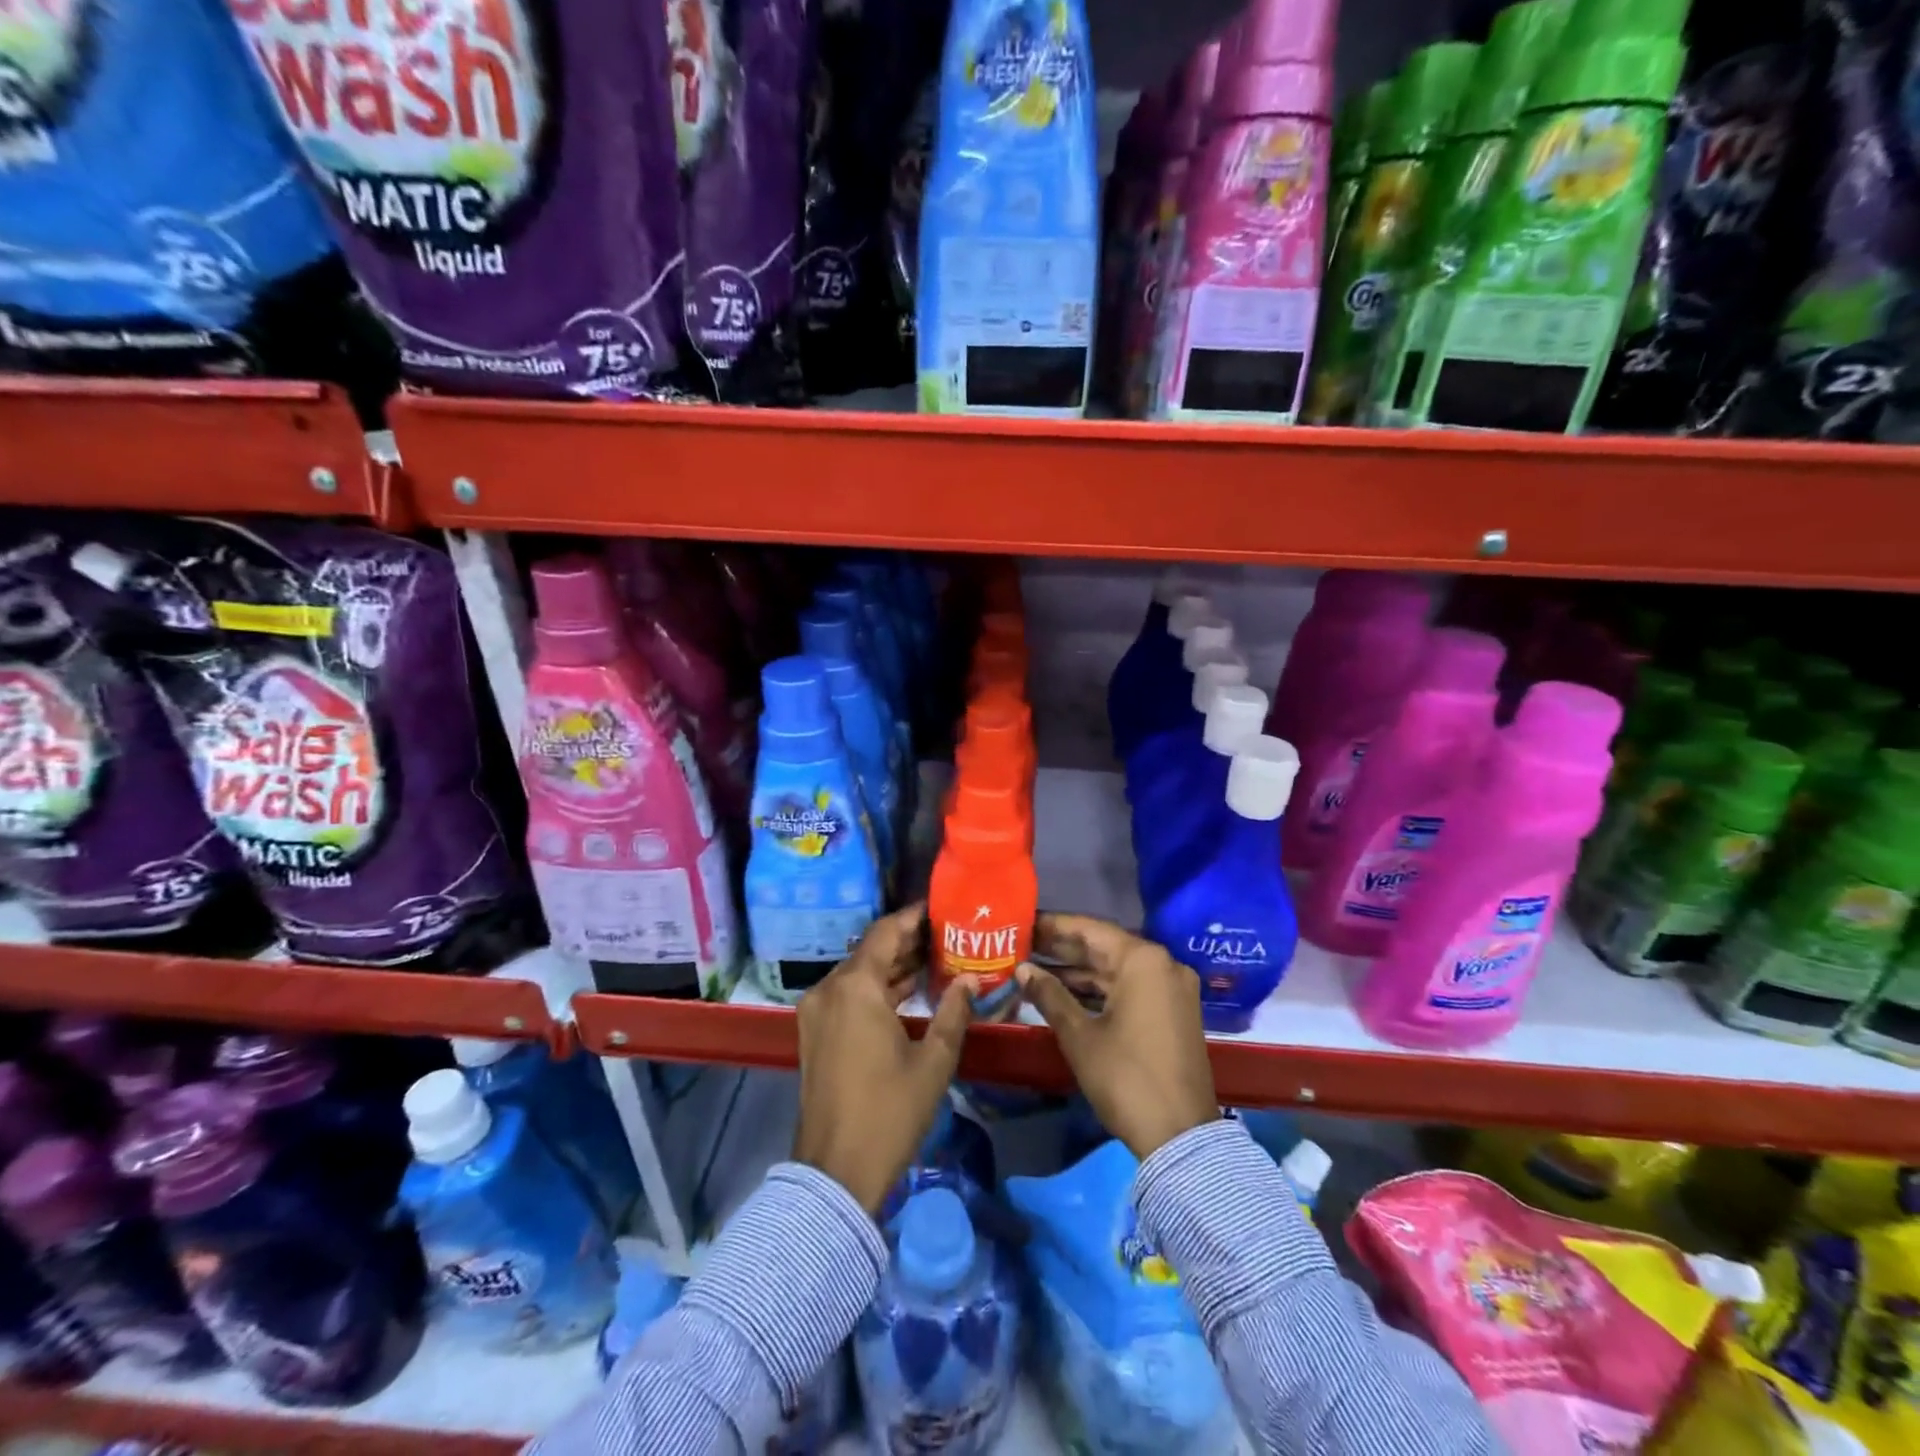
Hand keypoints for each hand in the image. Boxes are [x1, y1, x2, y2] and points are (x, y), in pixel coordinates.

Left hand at [793, 904, 974, 1214]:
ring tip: (936, 960)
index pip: (885, 932)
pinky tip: (909, 993)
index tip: (942, 909)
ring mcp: (816, 1012)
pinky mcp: (814, 1033)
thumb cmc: (889, 1113)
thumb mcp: (933, 1062)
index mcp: (854, 988)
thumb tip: (970, 981)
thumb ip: (954, 1013)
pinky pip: (848, 996)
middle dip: (908, 942)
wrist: (835, 1173)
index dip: (914, 917)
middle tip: (948, 936)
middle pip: (870, 951)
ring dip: (893, 967)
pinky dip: (876, 989)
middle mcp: (829, 989)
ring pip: (859, 974)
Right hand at [1016, 914, 1217, 1159]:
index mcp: (1143, 960)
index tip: (1023, 923)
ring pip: (1117, 970)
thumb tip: (1022, 969)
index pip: (1090, 930)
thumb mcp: (1080, 1036)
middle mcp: (1163, 965)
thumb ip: (1050, 995)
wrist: (1181, 1137)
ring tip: (1035, 968)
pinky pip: (1131, 988)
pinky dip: (1100, 990)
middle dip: (1063, 949)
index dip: (1054, 926)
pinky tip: (1065, 993)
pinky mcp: (1174, 1012)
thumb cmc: (1126, 1078)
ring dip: (1079, 972)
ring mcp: (1172, 989)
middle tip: (1023, 944)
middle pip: (1104, 948)